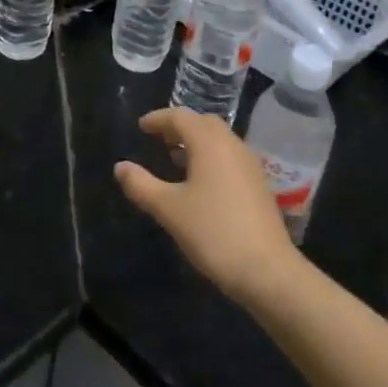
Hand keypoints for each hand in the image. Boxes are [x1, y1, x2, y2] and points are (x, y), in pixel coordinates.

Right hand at [115, 106, 305, 312]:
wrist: (267, 270)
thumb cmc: (213, 232)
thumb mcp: (169, 209)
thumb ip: (142, 185)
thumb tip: (120, 167)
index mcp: (208, 142)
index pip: (180, 117)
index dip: (158, 119)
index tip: (141, 126)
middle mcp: (231, 144)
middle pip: (203, 123)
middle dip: (179, 126)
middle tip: (158, 138)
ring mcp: (249, 164)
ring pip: (219, 140)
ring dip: (196, 141)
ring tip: (175, 157)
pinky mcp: (258, 184)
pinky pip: (229, 156)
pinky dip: (211, 156)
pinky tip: (201, 181)